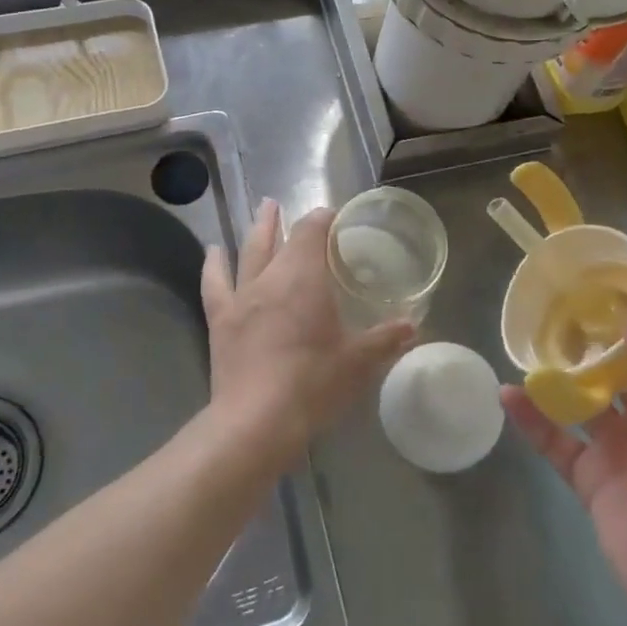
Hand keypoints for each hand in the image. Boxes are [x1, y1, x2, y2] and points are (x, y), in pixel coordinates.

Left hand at [202, 199, 415, 468]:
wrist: (256, 421)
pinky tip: (214, 252)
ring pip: (249, 253)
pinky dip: (214, 265)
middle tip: (284, 204)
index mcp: (305, 278)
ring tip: (262, 211)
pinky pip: (215, 284)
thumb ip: (386, 339)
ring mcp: (241, 298)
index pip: (312, 231)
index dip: (322, 219)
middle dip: (286, 220)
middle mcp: (271, 278)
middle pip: (278, 238)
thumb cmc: (313, 384)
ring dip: (257, 230)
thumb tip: (413, 325)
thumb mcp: (358, 362)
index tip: (334, 216)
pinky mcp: (221, 321)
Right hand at [500, 314, 626, 625]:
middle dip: (593, 333)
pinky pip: (557, 439)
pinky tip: (506, 395)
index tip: (610, 276)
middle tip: (555, 298)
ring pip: (584, 397)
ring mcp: (620, 448)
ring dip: (559, 371)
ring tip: (525, 336)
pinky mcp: (592, 479)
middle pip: (620, 364)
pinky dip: (533, 419)